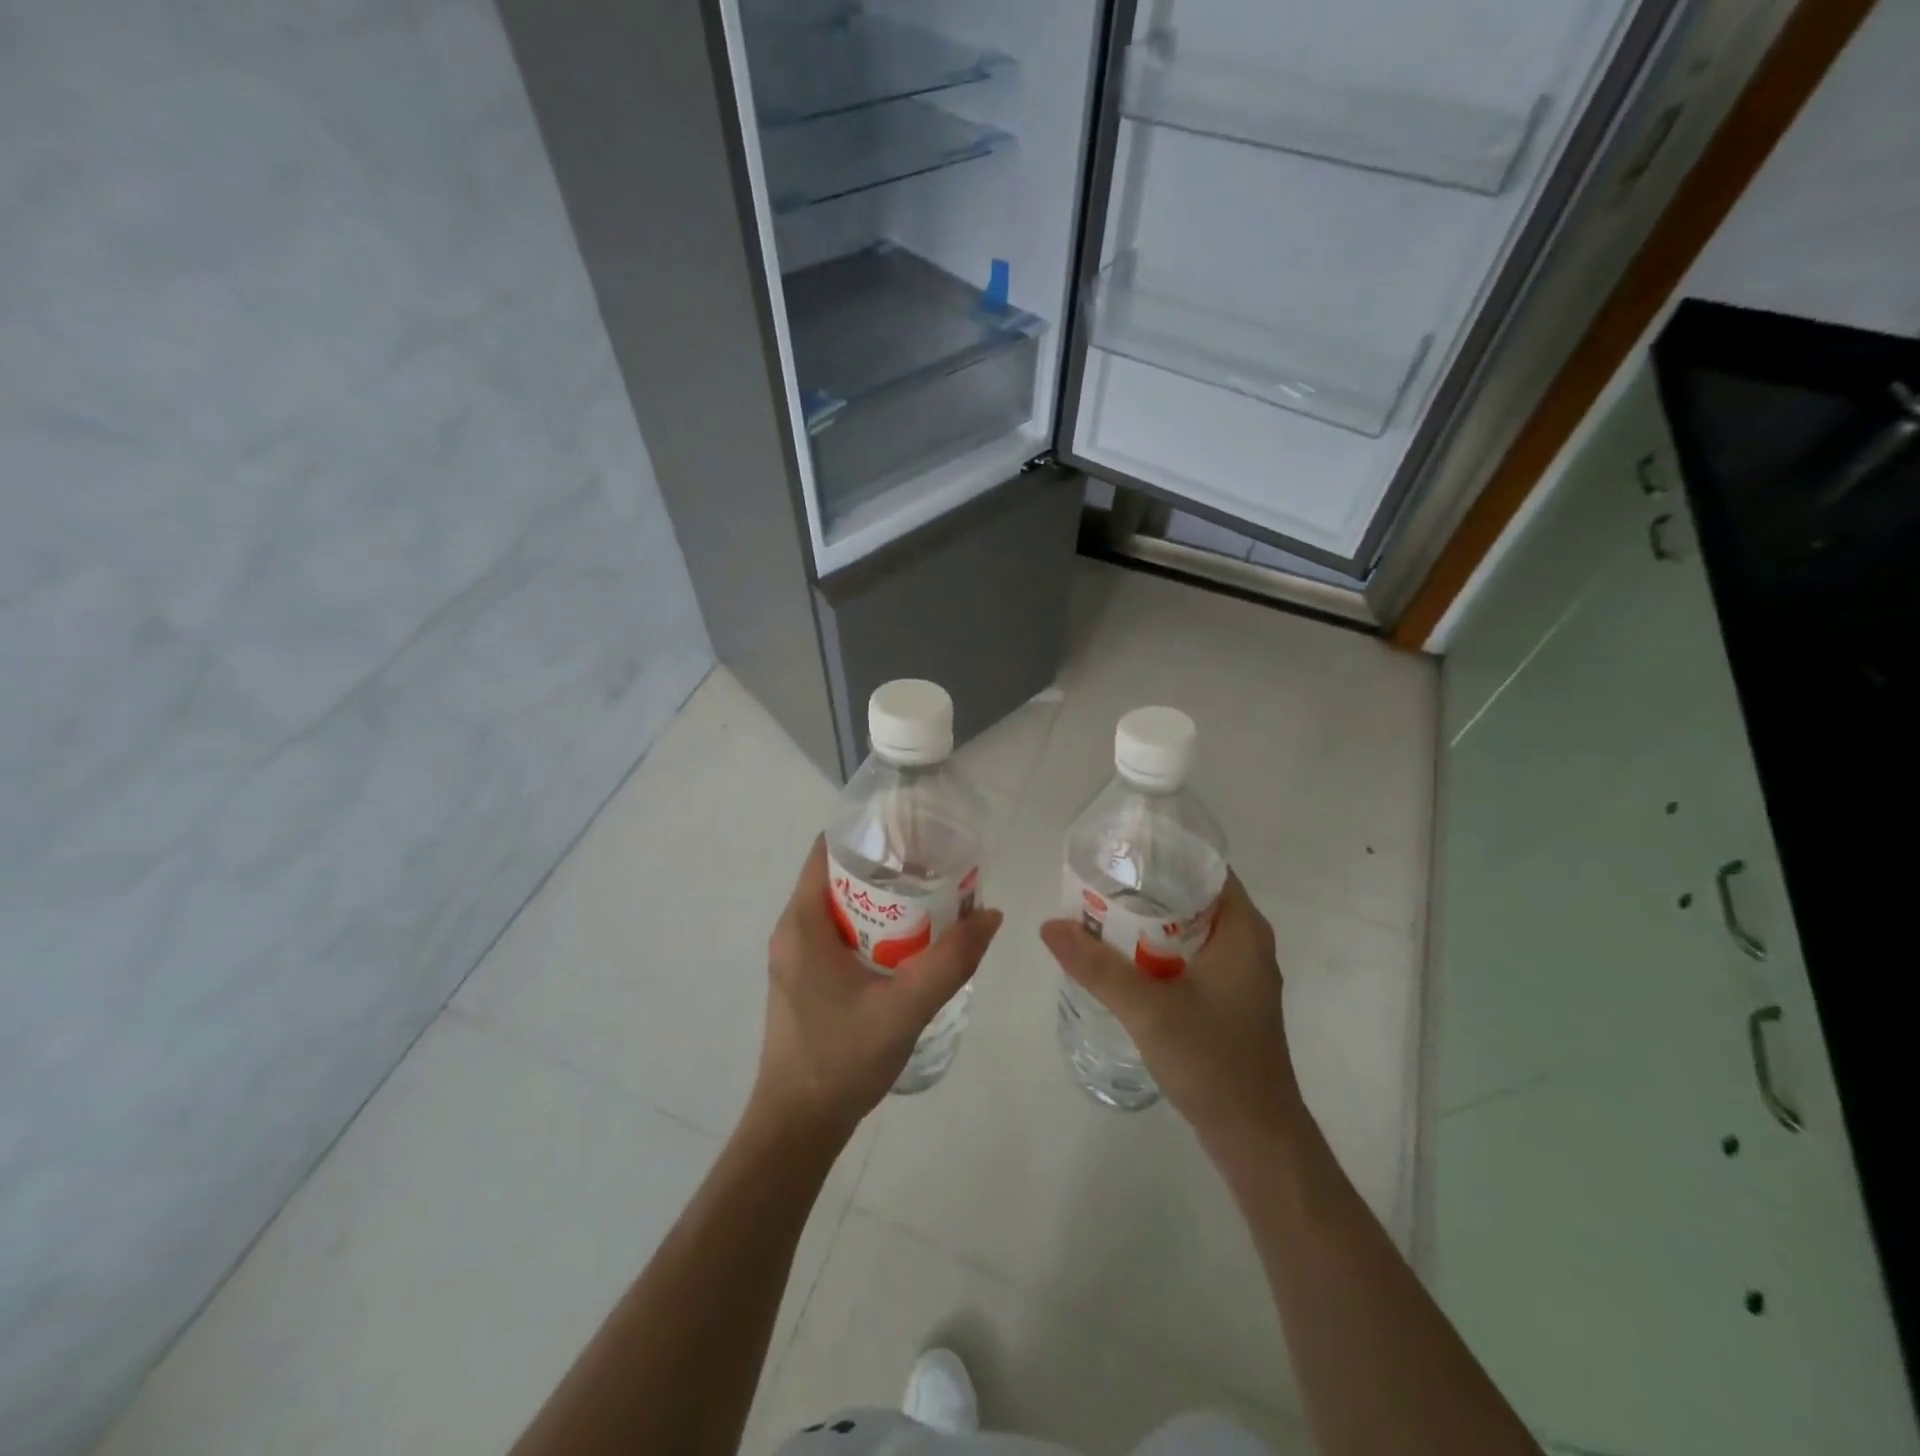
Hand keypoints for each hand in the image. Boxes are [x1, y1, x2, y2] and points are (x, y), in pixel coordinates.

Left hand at [755, 836, 1002, 1136]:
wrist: (797, 1127)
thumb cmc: (842, 1059)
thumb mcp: (905, 1007)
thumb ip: (951, 961)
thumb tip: (990, 914)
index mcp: (802, 923)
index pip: (828, 850)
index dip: (869, 832)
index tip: (913, 831)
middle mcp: (792, 931)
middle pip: (838, 876)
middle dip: (886, 866)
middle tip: (935, 865)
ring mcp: (796, 958)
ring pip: (841, 908)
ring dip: (882, 900)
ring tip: (931, 898)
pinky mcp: (805, 980)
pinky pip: (839, 935)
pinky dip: (873, 927)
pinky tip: (909, 944)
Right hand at [1040, 873, 1303, 1148]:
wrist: (1256, 1139)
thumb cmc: (1214, 1061)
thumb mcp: (1148, 1009)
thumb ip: (1096, 966)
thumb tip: (1049, 925)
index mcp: (1243, 930)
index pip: (1205, 867)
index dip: (1163, 853)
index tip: (1119, 850)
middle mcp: (1245, 943)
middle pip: (1192, 897)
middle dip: (1145, 888)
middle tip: (1096, 881)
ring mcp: (1238, 974)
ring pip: (1187, 930)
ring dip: (1148, 922)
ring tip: (1099, 912)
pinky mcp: (1226, 1000)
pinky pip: (1188, 957)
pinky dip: (1156, 951)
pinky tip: (1121, 959)